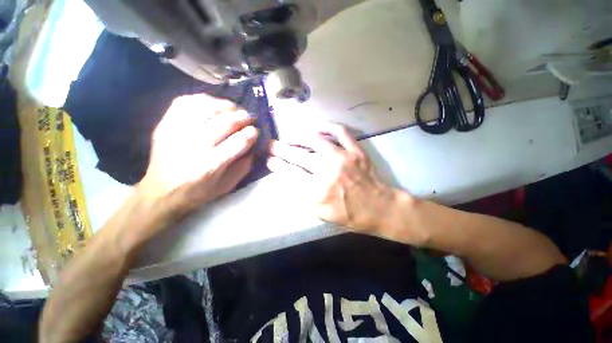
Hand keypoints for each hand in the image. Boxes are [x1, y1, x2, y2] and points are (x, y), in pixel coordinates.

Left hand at [138, 94, 258, 228]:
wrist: (161, 192)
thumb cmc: (198, 191)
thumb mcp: (227, 186)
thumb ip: (243, 167)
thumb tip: (254, 147)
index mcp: (210, 165)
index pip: (238, 142)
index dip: (251, 133)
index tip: (256, 131)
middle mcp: (193, 147)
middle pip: (224, 123)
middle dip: (242, 117)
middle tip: (249, 117)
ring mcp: (176, 133)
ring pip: (206, 108)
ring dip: (225, 105)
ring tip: (233, 108)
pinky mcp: (165, 125)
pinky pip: (185, 103)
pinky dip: (203, 99)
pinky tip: (212, 104)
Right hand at [267, 123, 399, 234]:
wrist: (378, 207)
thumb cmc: (349, 214)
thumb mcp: (321, 214)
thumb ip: (303, 196)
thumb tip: (289, 177)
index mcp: (317, 192)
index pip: (290, 173)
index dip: (276, 164)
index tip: (268, 159)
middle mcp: (327, 172)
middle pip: (297, 155)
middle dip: (280, 149)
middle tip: (271, 144)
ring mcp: (343, 158)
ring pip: (315, 140)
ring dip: (298, 136)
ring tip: (289, 136)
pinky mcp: (356, 151)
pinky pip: (340, 132)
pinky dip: (327, 126)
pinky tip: (316, 128)